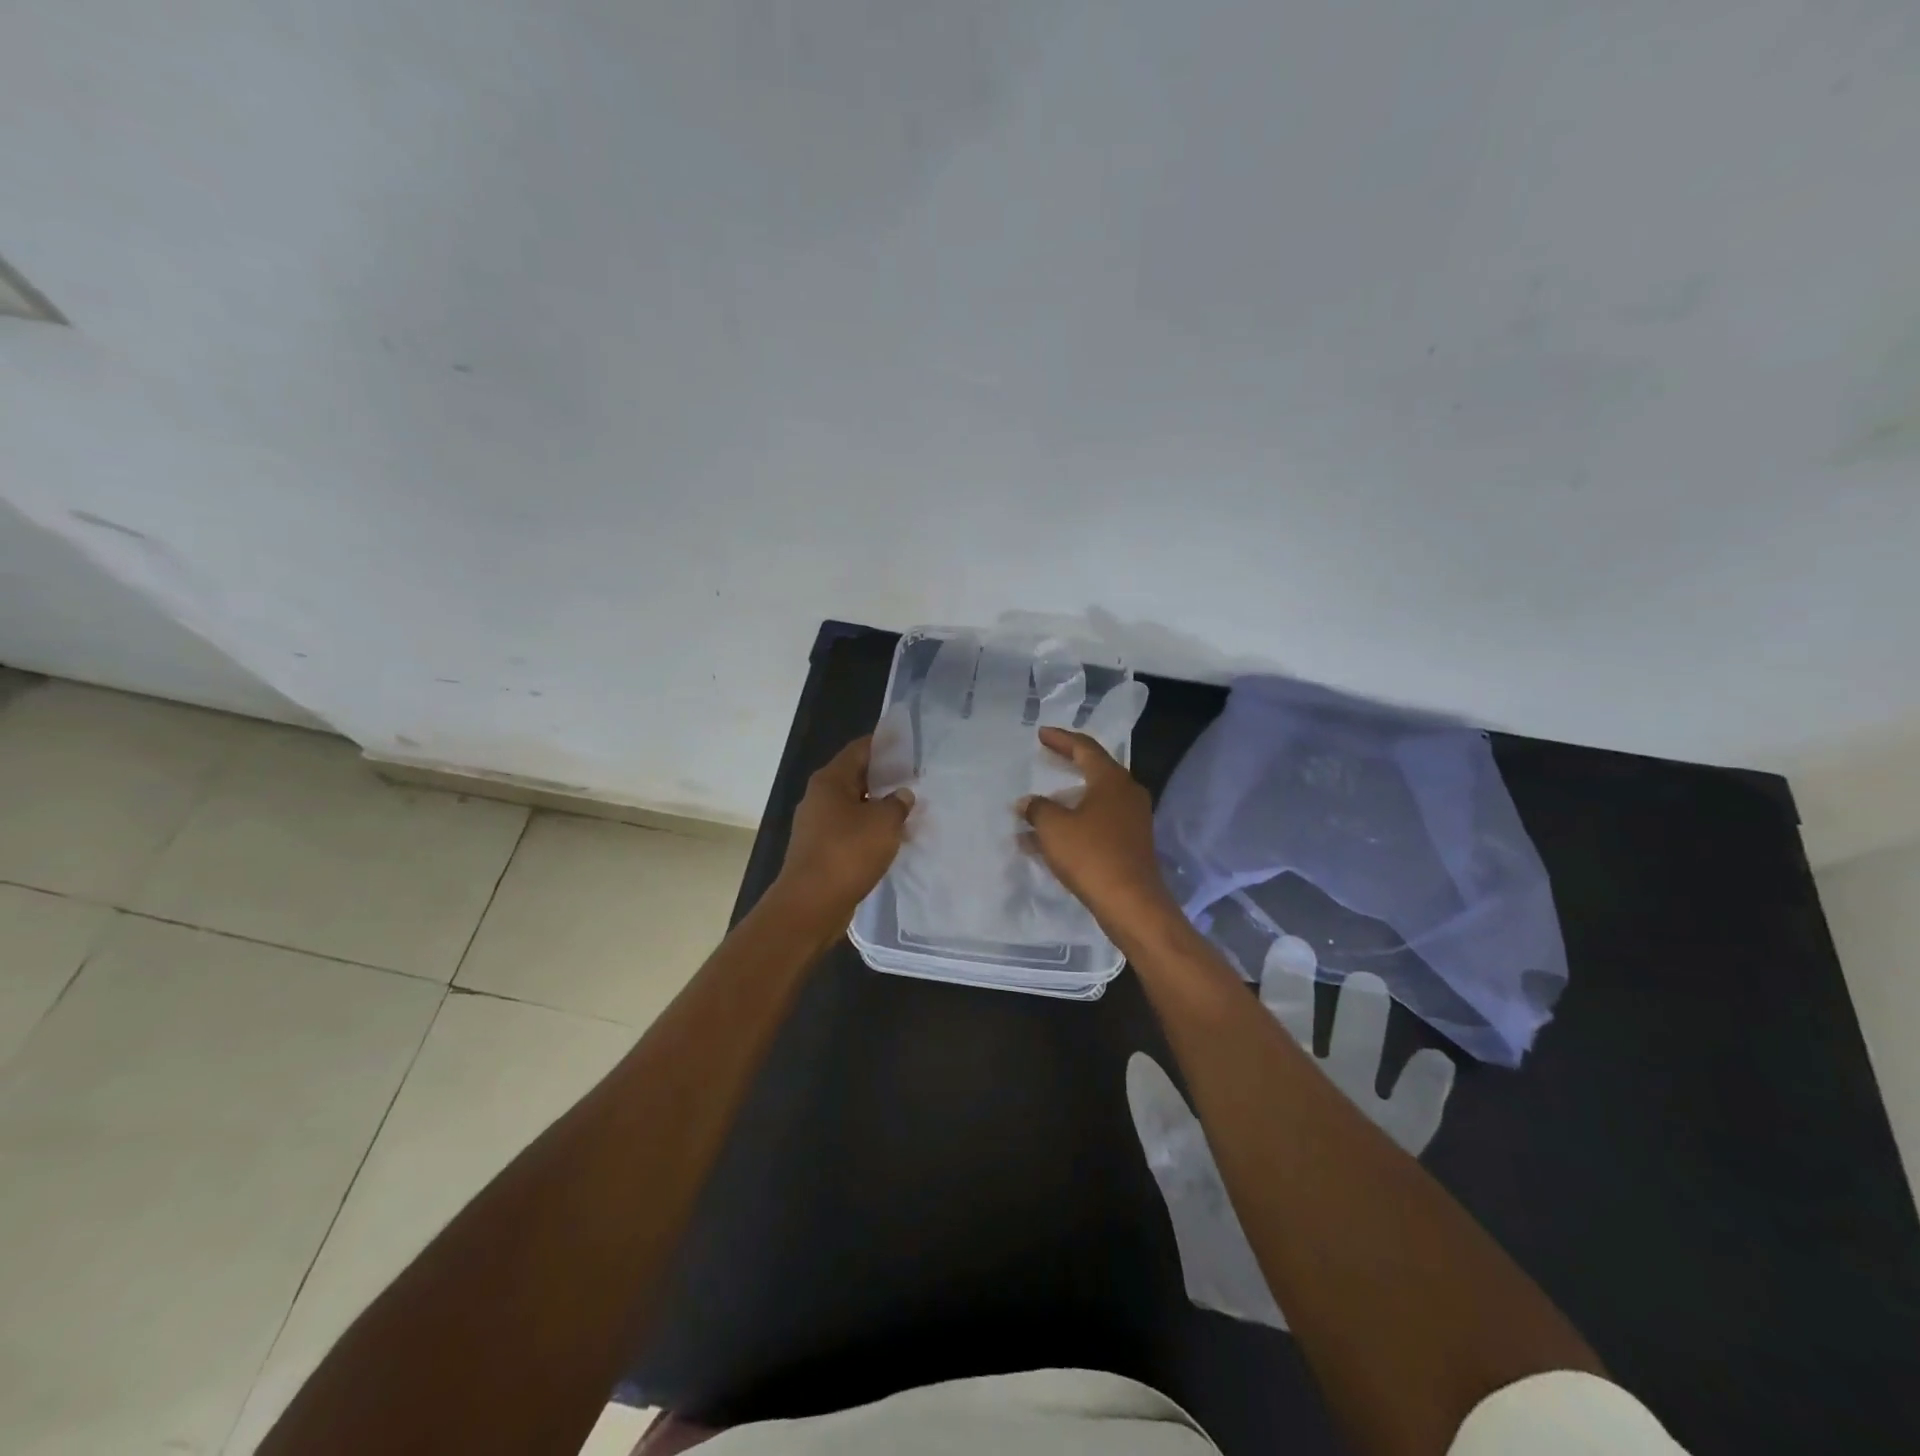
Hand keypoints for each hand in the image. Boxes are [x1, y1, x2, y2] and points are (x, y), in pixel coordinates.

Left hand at [772, 735, 912, 919]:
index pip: (859, 750)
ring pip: (854, 806)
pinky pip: (850, 831)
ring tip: (909, 810)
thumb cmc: (847, 853)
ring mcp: (816, 826)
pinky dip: (870, 830)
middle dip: (885, 778)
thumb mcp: (884, 823)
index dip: (884, 745)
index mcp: (830, 781)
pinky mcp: (820, 850)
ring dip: (879, 807)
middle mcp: (819, 798)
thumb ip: (898, 804)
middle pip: (855, 777)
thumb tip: (902, 795)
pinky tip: (891, 839)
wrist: (811, 904)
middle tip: (915, 778)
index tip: (907, 744)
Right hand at [1019, 727, 1180, 942]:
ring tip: (1037, 803)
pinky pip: (1096, 823)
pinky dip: (1073, 823)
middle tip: (1045, 756)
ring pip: (1093, 800)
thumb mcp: (1054, 828)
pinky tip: (1046, 839)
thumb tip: (1027, 802)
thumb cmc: (1091, 855)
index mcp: (1111, 779)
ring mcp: (1132, 820)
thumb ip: (1037, 809)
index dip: (1061, 739)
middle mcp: (1127, 793)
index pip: (1085, 748)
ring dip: (1066, 801)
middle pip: (1094, 770)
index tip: (1041, 733)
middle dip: (1067, 764)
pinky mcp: (1130, 843)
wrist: (1131, 903)